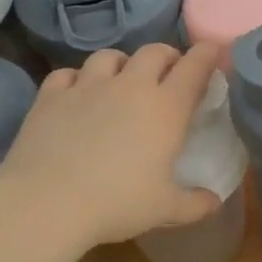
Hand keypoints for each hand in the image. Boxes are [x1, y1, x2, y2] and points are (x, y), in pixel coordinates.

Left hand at [0, 44, 222, 247]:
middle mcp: (130, 86)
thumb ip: (196, 204)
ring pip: (109, 56)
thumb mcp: (165, 210)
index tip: (212, 52)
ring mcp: (87, 86)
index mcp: (166, 108)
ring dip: (122, 64)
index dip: (206, 55)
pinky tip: (77, 93)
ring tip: (122, 79)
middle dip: (167, 56)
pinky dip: (77, 79)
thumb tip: (214, 201)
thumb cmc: (117, 203)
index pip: (194, 67)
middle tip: (170, 72)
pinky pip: (67, 73)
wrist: (46, 203)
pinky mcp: (51, 96)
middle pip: (154, 52)